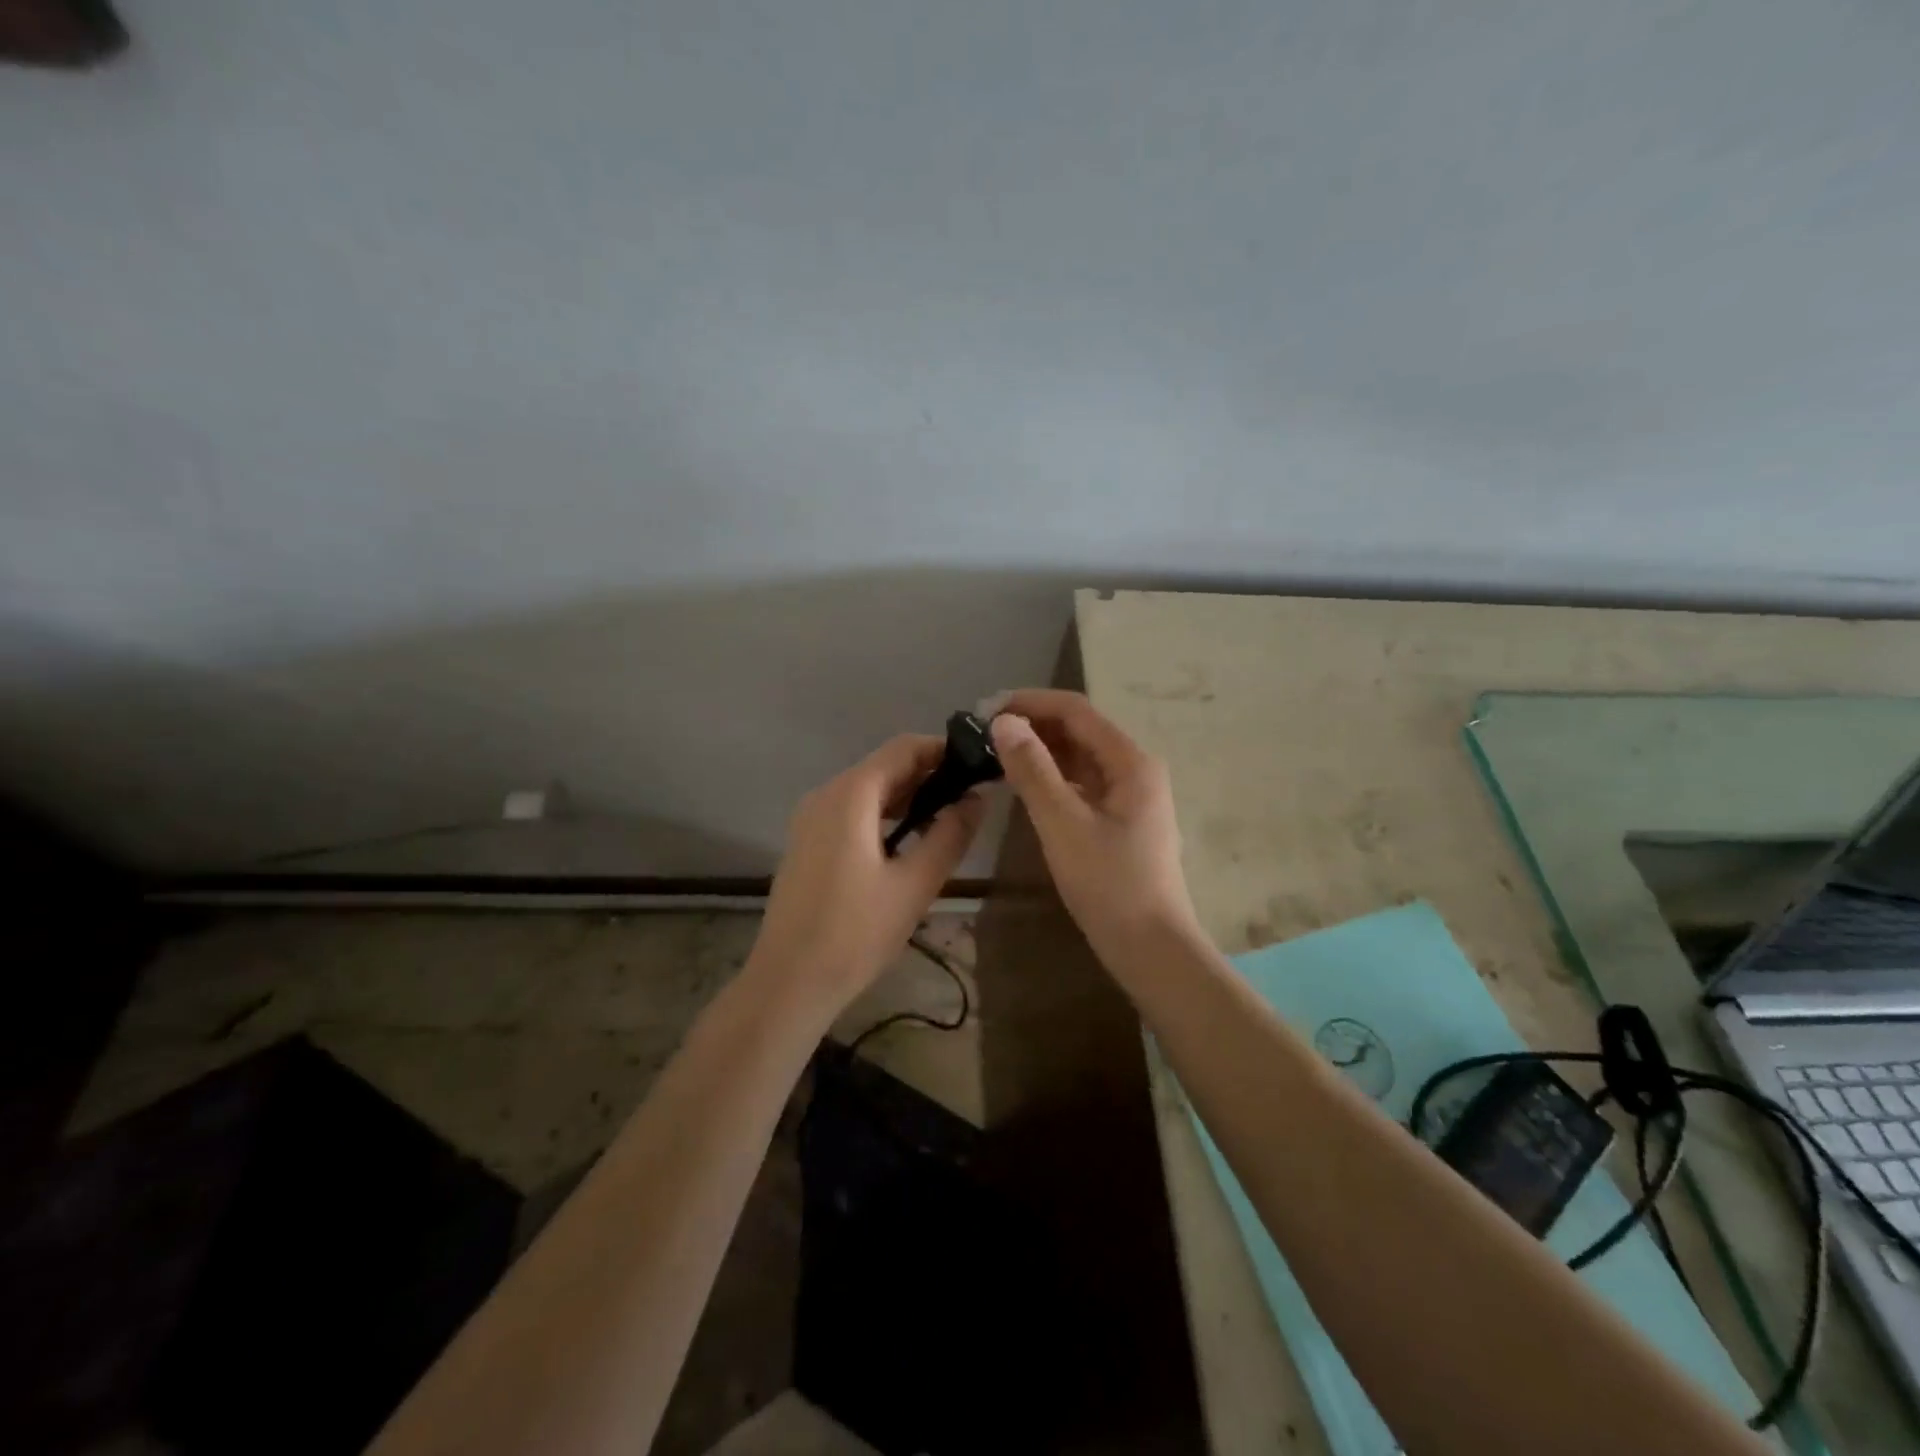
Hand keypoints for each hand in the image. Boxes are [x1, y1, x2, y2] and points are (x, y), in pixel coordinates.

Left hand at [750, 734, 985, 1009]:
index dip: (944, 750)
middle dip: (929, 775)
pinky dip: (884, 815)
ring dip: (908, 797)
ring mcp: (811, 819)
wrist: (789, 982)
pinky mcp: (807, 843)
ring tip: (948, 818)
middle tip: (972, 796)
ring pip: (868, 790)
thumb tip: (976, 798)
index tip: (979, 766)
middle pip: (885, 766)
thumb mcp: (915, 884)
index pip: (904, 748)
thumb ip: (950, 834)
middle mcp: (826, 795)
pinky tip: (908, 841)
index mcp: (851, 795)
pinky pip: (851, 812)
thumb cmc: (856, 933)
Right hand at [990, 690, 1201, 966]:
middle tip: (984, 734)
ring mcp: (1130, 796)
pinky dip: (1052, 778)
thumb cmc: (1109, 884)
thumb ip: (1033, 770)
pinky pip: (1082, 784)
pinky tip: (1023, 785)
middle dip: (1033, 725)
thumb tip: (1003, 721)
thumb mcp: (1063, 824)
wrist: (1150, 948)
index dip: (1031, 702)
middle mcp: (1134, 769)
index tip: (986, 709)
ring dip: (1040, 751)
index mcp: (1131, 762)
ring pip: (1079, 758)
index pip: (1076, 711)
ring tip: (995, 754)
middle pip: (1079, 731)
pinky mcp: (1120, 820)